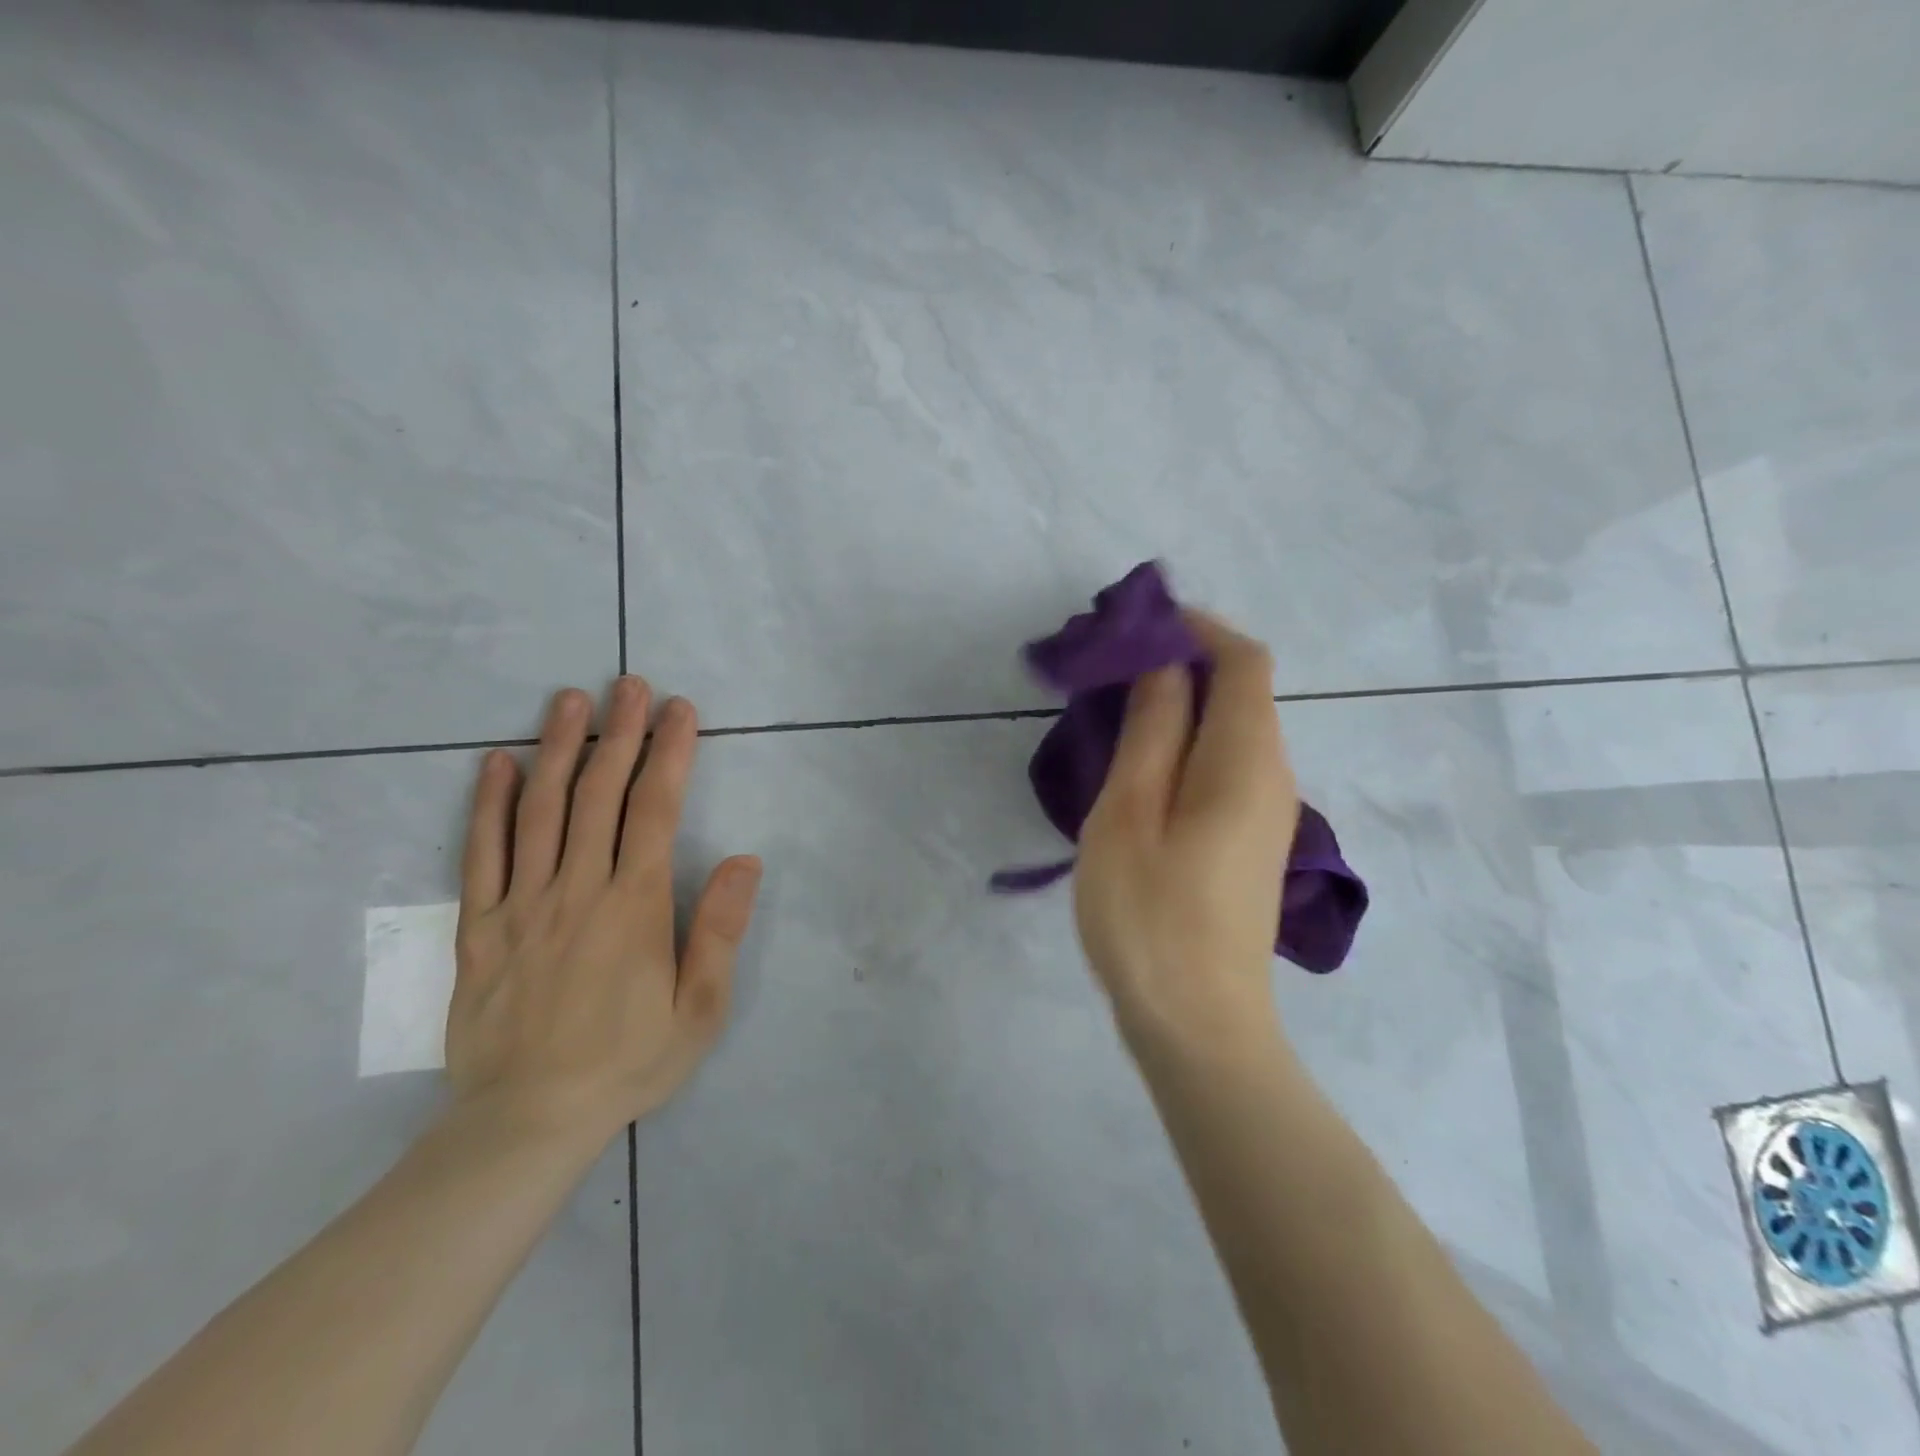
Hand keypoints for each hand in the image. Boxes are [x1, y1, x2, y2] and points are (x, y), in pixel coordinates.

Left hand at [446, 678, 761, 1144]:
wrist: (528, 1121)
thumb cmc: (629, 1061)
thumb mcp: (700, 1009)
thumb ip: (719, 930)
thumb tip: (744, 860)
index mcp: (634, 906)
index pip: (655, 810)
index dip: (670, 754)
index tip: (679, 710)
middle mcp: (577, 890)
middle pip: (599, 795)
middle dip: (619, 734)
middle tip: (629, 684)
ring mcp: (522, 905)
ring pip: (540, 811)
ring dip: (558, 749)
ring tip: (569, 701)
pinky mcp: (480, 928)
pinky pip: (481, 855)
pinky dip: (488, 805)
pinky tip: (496, 764)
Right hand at [1073, 613, 1300, 1056]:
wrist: (1198, 1025)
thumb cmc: (1151, 915)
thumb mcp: (1131, 812)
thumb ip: (1153, 729)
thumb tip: (1165, 664)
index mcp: (1248, 759)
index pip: (1243, 660)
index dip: (1196, 628)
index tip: (1135, 626)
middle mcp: (1272, 776)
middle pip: (1241, 691)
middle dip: (1180, 664)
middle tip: (1107, 671)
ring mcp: (1266, 814)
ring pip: (1230, 730)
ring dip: (1178, 706)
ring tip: (1111, 715)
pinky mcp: (1249, 842)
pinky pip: (1223, 767)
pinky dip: (1183, 745)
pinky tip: (1136, 769)